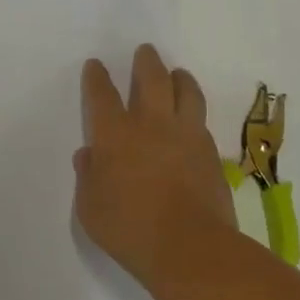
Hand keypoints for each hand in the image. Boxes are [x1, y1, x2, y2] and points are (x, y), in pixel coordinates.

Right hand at [75, 44, 237, 283]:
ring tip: (178, 73)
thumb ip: (88, 178)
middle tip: (145, 52)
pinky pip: (201, 121)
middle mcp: (151, 124)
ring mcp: (186, 135)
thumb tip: (89, 156)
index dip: (97, 77)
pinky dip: (194, 112)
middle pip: (151, 79)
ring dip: (179, 78)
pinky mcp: (211, 153)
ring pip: (186, 92)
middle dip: (146, 62)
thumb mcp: (90, 208)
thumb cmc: (130, 229)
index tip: (96, 66)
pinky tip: (191, 119)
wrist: (190, 247)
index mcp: (115, 134)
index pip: (102, 94)